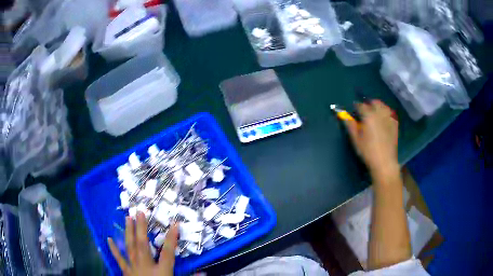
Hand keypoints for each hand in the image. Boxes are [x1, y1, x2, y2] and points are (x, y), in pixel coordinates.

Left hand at [107, 212, 177, 275]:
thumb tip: (204, 273)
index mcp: (161, 272)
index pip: (168, 253)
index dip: (172, 238)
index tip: (175, 224)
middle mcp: (146, 267)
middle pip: (143, 245)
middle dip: (141, 228)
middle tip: (139, 212)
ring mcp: (133, 268)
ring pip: (130, 247)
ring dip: (129, 232)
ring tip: (127, 218)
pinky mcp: (126, 272)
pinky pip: (119, 259)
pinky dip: (114, 249)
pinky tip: (109, 239)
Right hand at [344, 100, 398, 177]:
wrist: (384, 162)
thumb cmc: (368, 151)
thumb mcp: (356, 139)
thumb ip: (350, 125)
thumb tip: (343, 115)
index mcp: (369, 115)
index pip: (360, 105)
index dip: (356, 107)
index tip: (354, 111)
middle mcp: (380, 113)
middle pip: (374, 102)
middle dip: (368, 104)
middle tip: (364, 112)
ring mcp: (389, 118)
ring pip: (383, 106)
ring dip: (378, 107)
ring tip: (374, 114)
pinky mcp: (395, 124)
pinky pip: (390, 113)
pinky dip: (386, 113)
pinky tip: (384, 120)